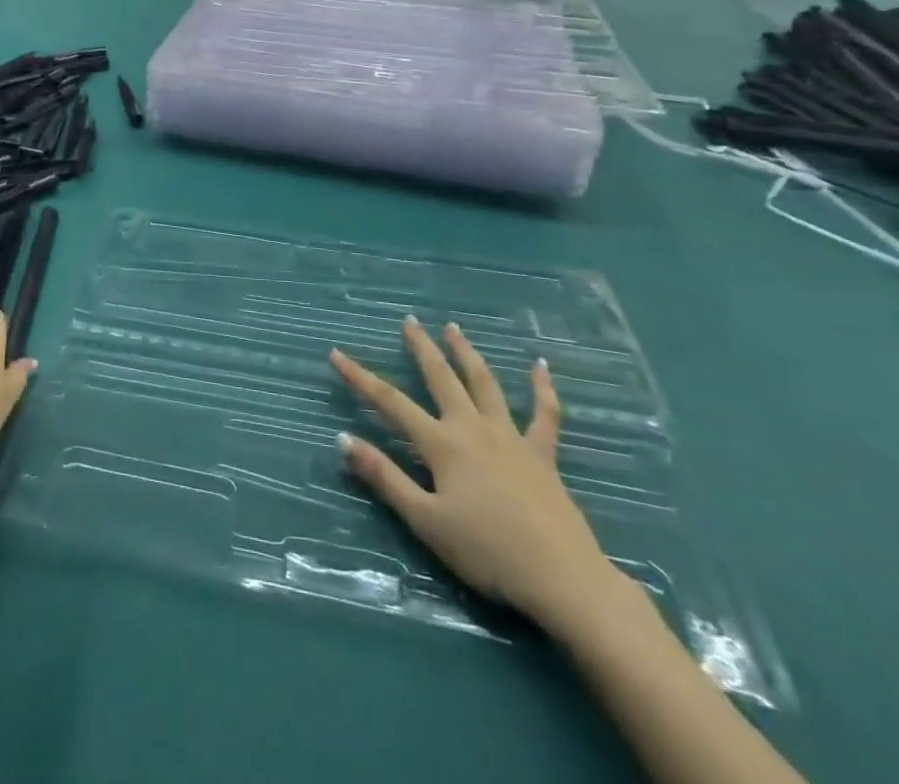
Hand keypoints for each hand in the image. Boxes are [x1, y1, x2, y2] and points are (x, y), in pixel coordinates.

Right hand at [330, 317, 616, 628]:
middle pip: (441, 378)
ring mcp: (510, 437)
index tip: (337, 354)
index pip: (390, 402)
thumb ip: (385, 478)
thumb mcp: (425, 520)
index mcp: (441, 444)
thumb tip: (343, 439)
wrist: (561, 577)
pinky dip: (542, 388)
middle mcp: (472, 428)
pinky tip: (540, 366)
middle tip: (410, 320)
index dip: (360, 377)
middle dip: (422, 348)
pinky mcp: (542, 454)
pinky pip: (544, 414)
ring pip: (485, 384)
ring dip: (467, 353)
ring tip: (454, 328)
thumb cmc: (486, 552)